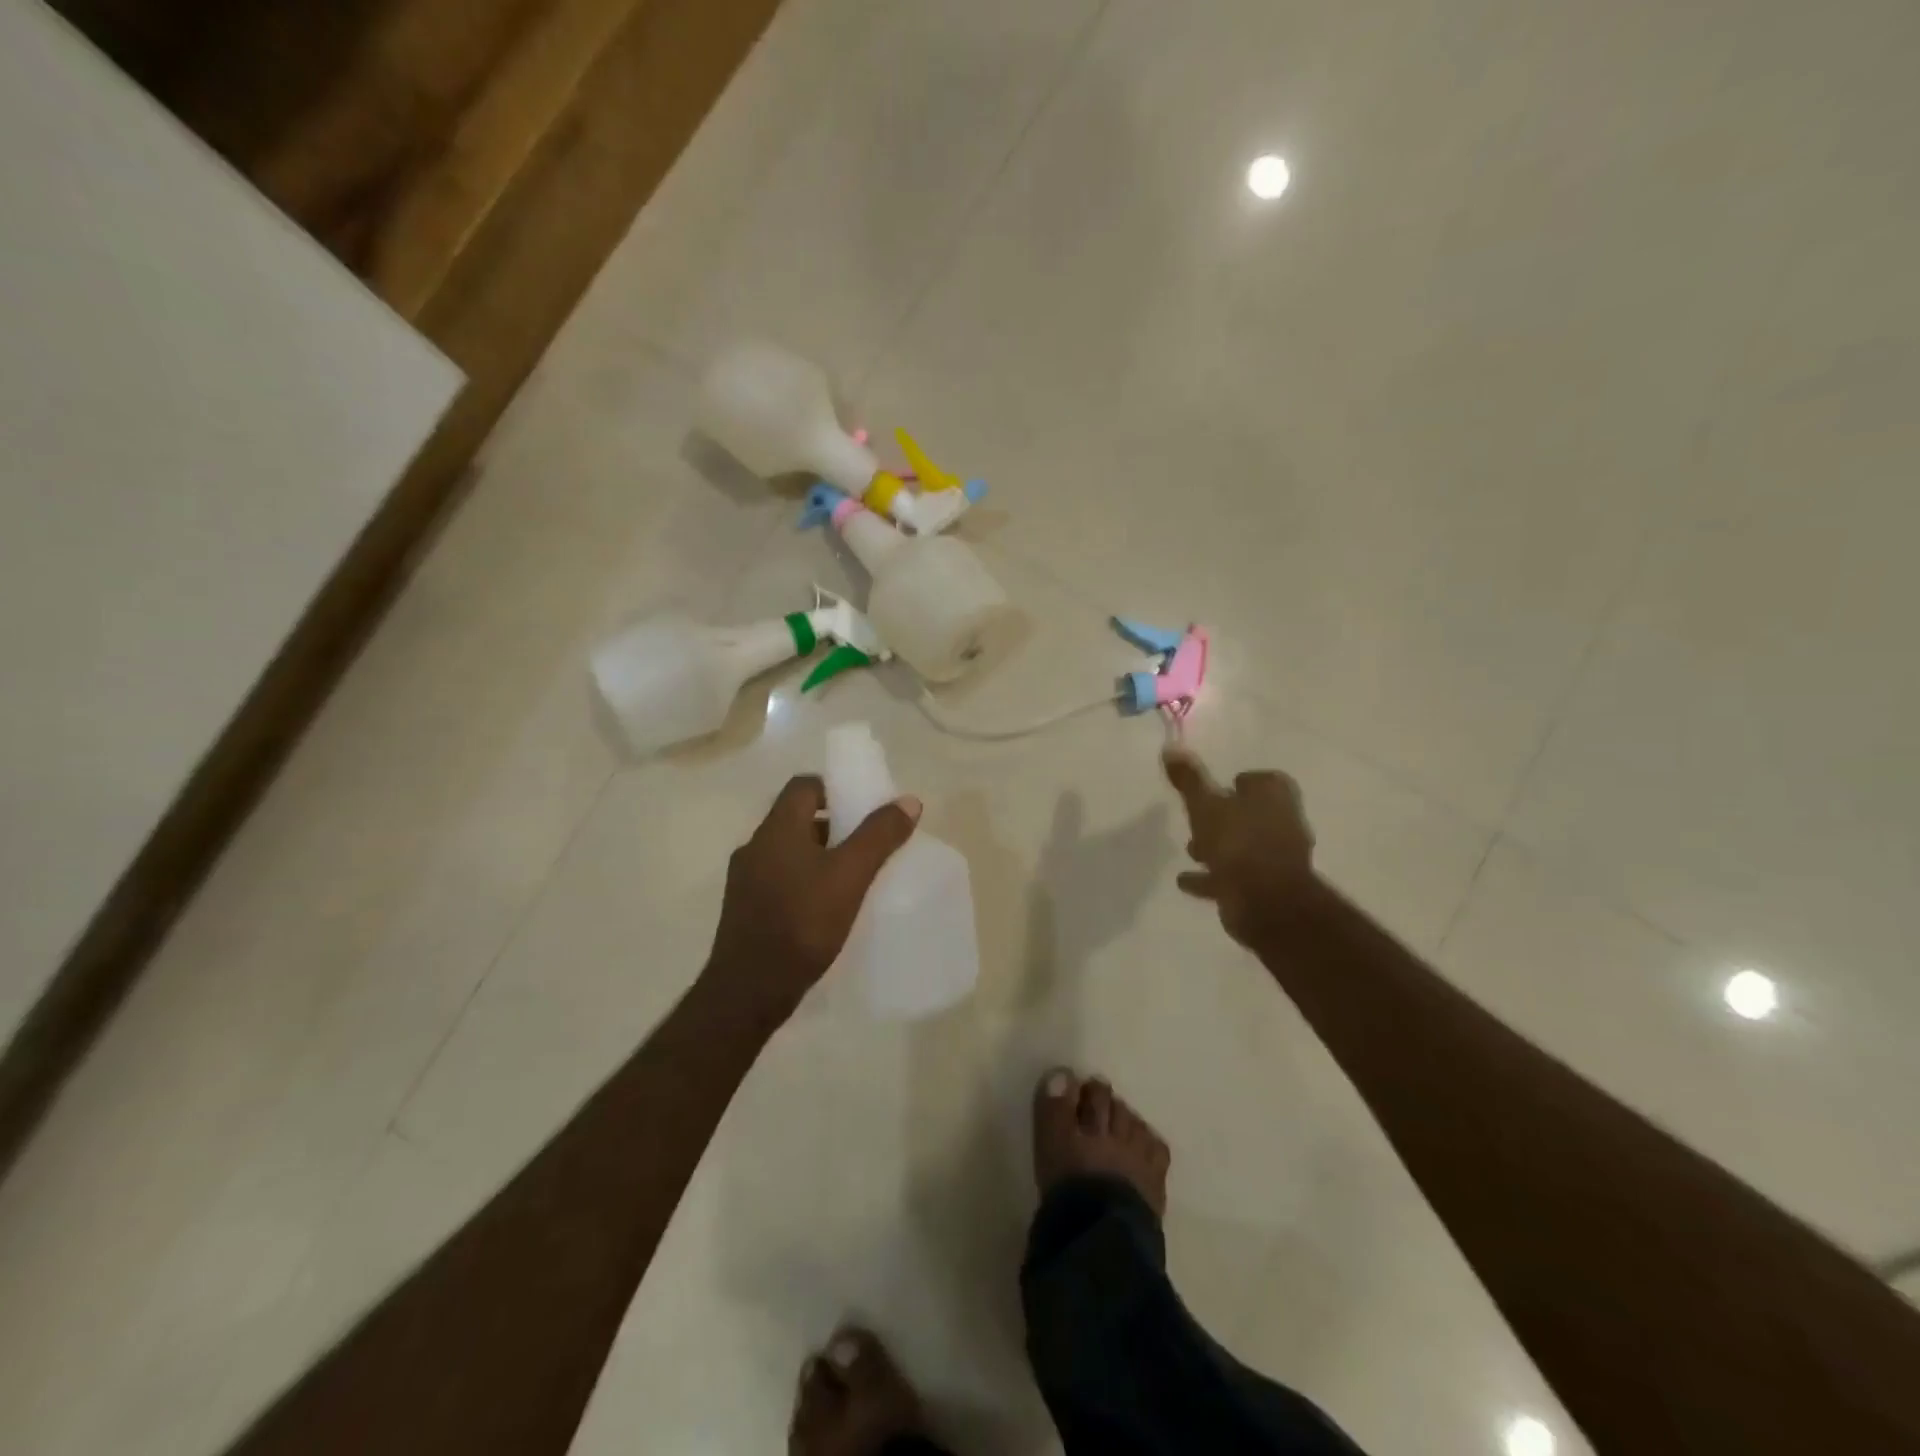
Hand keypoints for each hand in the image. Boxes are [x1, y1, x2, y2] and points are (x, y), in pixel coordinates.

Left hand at [704, 775, 921, 1019]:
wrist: (749, 991)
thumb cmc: (802, 924)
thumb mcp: (850, 876)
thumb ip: (879, 836)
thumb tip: (908, 800)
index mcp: (776, 829)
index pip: (804, 786)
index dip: (835, 788)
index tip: (864, 807)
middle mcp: (755, 847)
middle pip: (798, 819)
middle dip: (834, 826)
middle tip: (867, 844)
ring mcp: (744, 880)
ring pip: (789, 852)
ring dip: (819, 856)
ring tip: (852, 878)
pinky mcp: (744, 910)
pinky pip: (780, 880)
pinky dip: (804, 882)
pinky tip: (825, 908)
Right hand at [1163, 748, 1317, 947]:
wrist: (1265, 901)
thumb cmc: (1237, 842)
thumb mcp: (1204, 804)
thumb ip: (1189, 779)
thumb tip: (1171, 746)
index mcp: (1274, 796)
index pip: (1261, 780)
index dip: (1240, 782)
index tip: (1218, 787)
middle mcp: (1283, 822)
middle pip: (1252, 813)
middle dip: (1225, 817)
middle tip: (1198, 819)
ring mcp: (1278, 857)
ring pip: (1244, 845)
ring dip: (1219, 847)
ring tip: (1192, 851)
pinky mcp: (1268, 887)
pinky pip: (1236, 876)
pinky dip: (1213, 877)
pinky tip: (1186, 880)